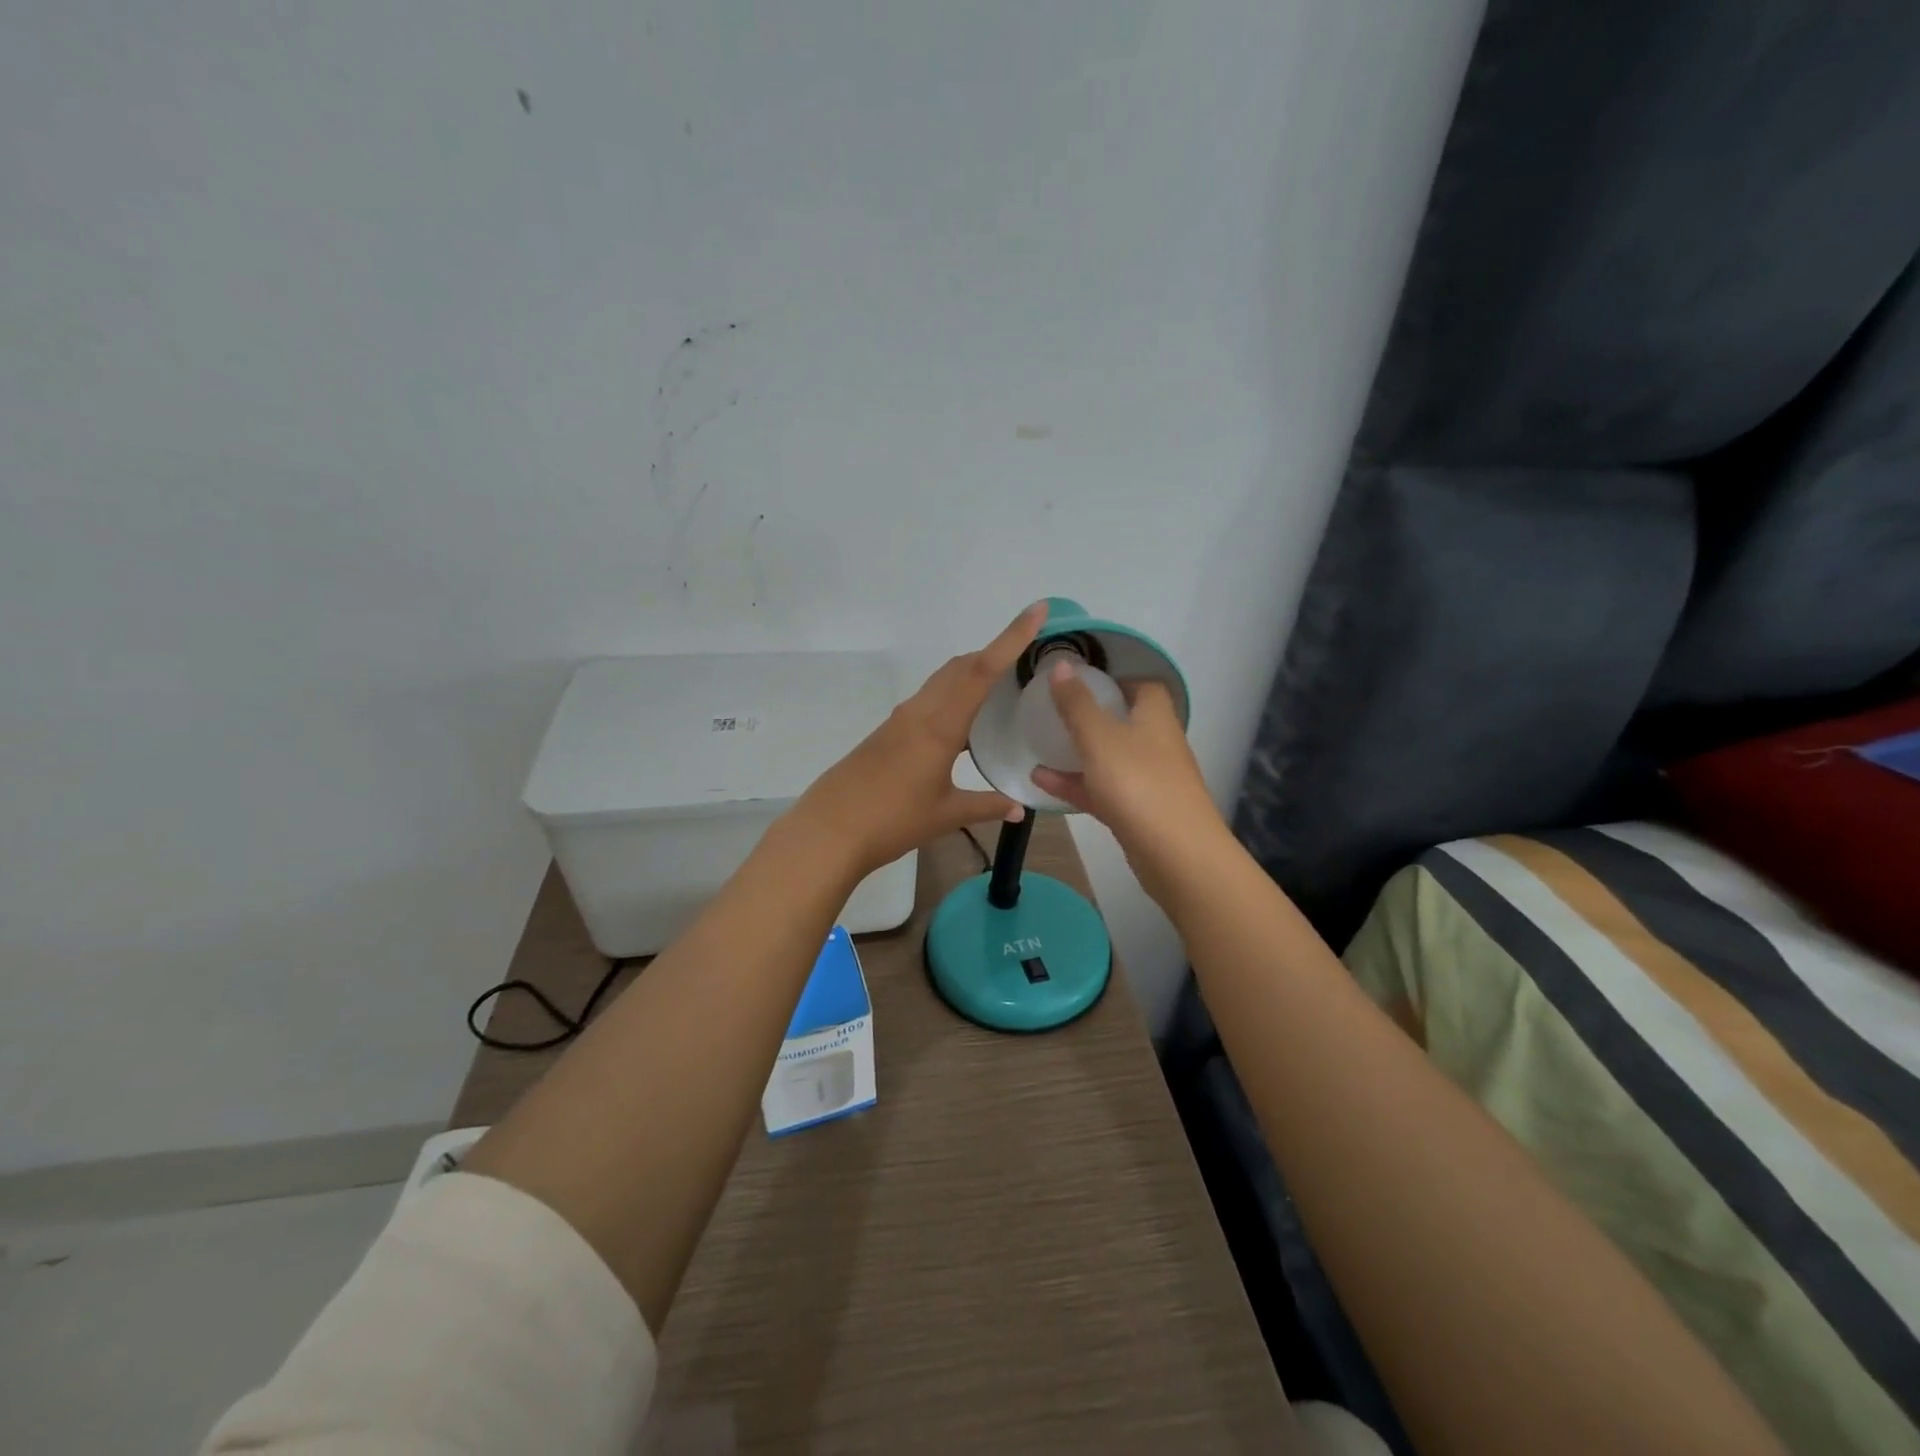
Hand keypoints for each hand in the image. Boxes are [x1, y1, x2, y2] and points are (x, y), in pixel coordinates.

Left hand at [791, 603, 1044, 874]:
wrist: (829, 831)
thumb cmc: (891, 821)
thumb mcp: (945, 815)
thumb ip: (986, 806)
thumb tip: (1019, 808)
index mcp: (940, 725)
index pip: (982, 671)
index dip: (1011, 638)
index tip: (1036, 610)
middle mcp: (920, 712)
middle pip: (962, 667)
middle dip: (995, 652)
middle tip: (1029, 657)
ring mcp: (901, 720)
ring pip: (943, 680)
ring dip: (972, 673)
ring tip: (1003, 686)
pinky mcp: (888, 732)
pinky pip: (929, 699)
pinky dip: (954, 695)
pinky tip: (965, 722)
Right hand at [1030, 664, 1229, 903]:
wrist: (1177, 855)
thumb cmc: (1138, 783)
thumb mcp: (1099, 737)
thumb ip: (1076, 703)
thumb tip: (1061, 664)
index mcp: (1155, 717)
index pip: (1143, 686)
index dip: (1115, 679)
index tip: (1082, 680)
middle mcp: (1157, 744)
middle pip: (1126, 722)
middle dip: (1092, 716)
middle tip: (1056, 711)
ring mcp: (1149, 781)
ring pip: (1110, 758)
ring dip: (1078, 753)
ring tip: (1039, 747)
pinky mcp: (1138, 813)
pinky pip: (1103, 790)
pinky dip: (1076, 784)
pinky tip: (1041, 782)